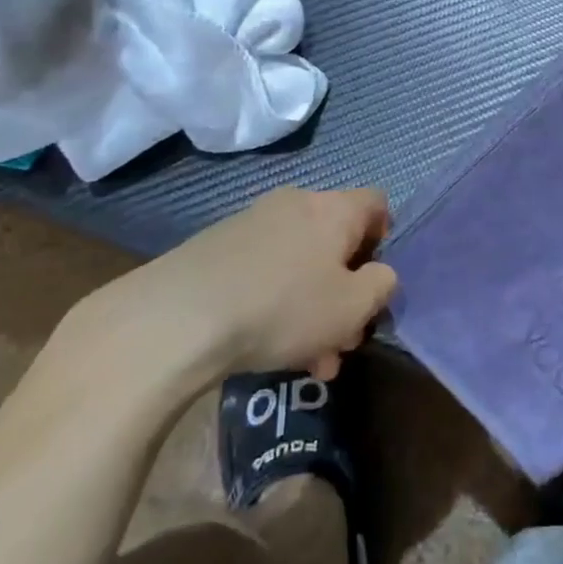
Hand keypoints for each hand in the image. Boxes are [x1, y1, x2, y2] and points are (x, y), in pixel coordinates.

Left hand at [58, 187, 396, 403]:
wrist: (177, 317)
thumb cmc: (283, 307)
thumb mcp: (352, 307)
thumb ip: (381, 286)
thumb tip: (379, 274)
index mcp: (334, 209)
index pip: (376, 202)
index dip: (385, 237)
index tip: (375, 278)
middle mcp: (296, 204)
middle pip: (335, 241)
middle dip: (344, 290)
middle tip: (343, 339)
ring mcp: (252, 222)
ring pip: (299, 263)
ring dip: (311, 306)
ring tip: (307, 360)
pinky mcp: (216, 247)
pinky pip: (264, 270)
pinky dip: (275, 303)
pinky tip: (265, 348)